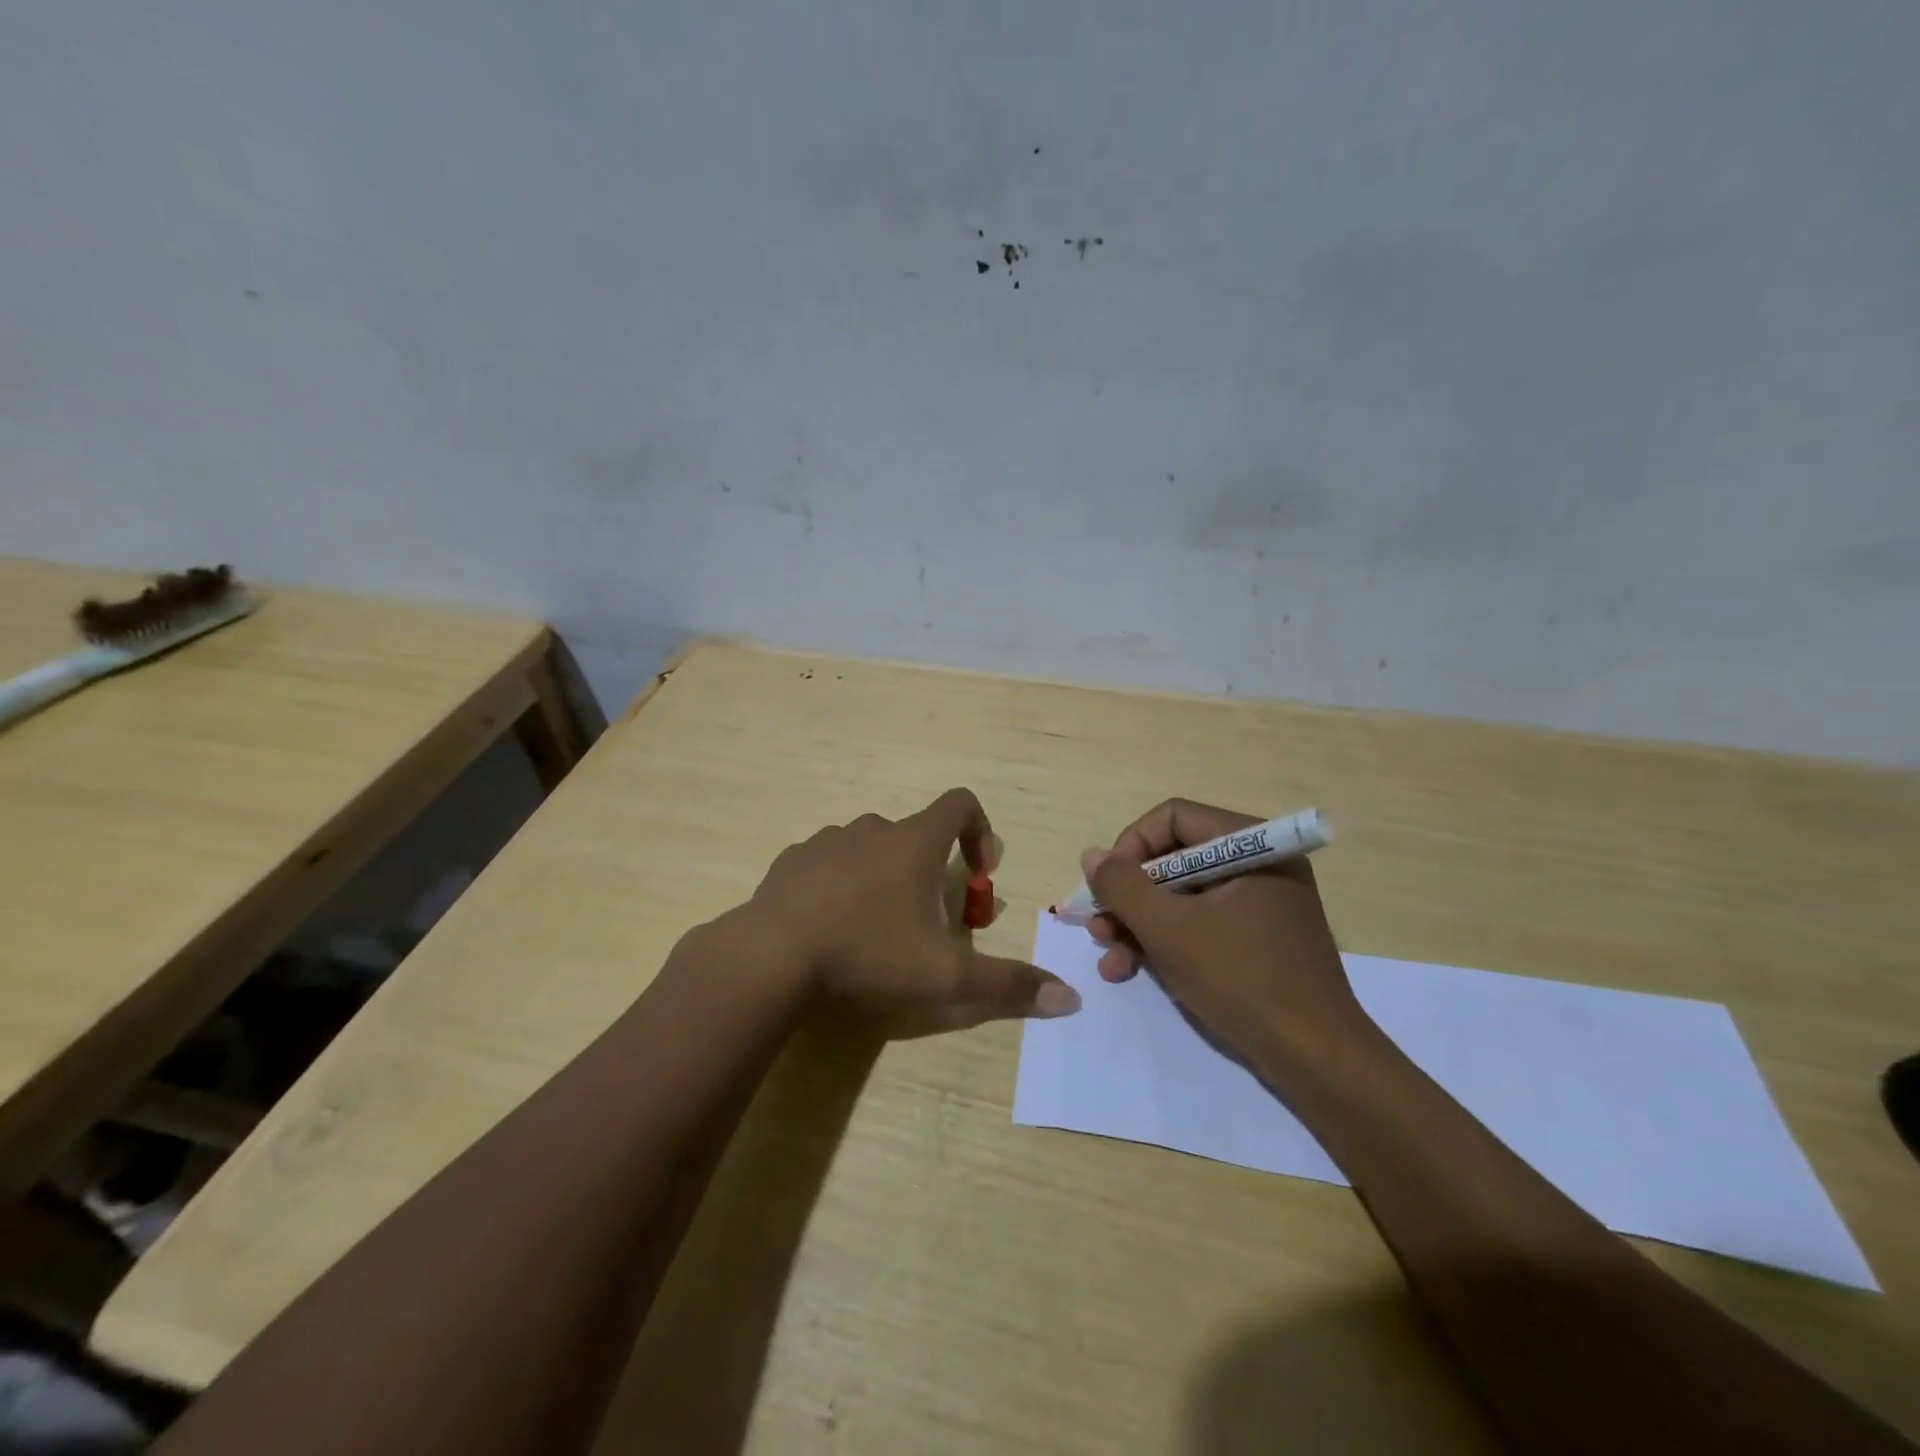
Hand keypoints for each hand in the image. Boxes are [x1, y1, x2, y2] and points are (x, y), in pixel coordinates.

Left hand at [743, 787, 1081, 1030]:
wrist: (772, 957)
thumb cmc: (869, 954)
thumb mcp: (947, 977)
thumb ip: (1008, 985)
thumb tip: (1071, 998)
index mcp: (914, 842)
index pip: (961, 804)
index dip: (981, 832)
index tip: (979, 876)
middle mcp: (873, 829)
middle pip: (917, 836)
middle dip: (932, 873)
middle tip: (929, 926)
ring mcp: (827, 841)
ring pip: (871, 850)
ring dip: (885, 879)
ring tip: (877, 931)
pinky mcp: (791, 862)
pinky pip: (829, 864)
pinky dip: (841, 886)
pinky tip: (831, 929)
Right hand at [1081, 799, 1374, 1079]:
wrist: (1317, 1060)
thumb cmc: (1243, 980)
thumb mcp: (1170, 930)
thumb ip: (1123, 887)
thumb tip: (1092, 855)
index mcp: (1252, 846)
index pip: (1173, 818)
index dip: (1131, 846)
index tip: (1106, 887)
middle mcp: (1258, 865)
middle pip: (1173, 859)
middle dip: (1129, 897)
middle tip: (1098, 928)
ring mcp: (1260, 904)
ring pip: (1181, 896)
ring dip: (1139, 924)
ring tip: (1110, 959)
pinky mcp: (1257, 939)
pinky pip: (1200, 923)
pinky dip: (1166, 942)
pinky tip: (1132, 969)